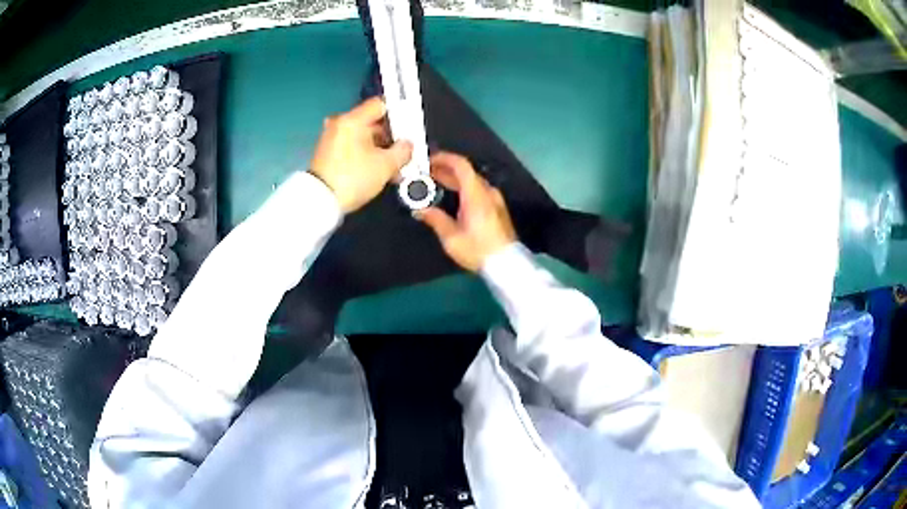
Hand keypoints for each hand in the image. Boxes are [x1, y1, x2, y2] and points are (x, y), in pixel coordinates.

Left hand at [310, 97, 412, 212]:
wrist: (320, 201)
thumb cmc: (353, 178)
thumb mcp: (386, 165)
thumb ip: (403, 151)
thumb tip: (407, 145)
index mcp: (352, 120)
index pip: (381, 104)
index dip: (398, 114)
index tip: (408, 128)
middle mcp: (340, 124)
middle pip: (372, 122)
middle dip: (390, 136)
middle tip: (403, 151)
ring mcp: (331, 138)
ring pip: (362, 136)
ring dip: (378, 147)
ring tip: (392, 165)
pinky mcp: (327, 153)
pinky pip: (352, 146)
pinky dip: (364, 154)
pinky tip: (376, 169)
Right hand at [417, 152, 516, 271]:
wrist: (507, 264)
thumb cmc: (478, 250)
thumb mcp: (451, 238)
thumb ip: (435, 219)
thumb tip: (420, 210)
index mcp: (476, 195)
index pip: (461, 165)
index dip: (444, 158)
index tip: (428, 161)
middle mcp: (487, 192)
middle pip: (466, 172)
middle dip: (445, 170)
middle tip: (426, 173)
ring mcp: (495, 199)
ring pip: (472, 181)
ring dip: (454, 179)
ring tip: (436, 184)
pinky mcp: (498, 208)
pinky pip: (478, 190)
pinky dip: (463, 188)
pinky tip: (453, 197)